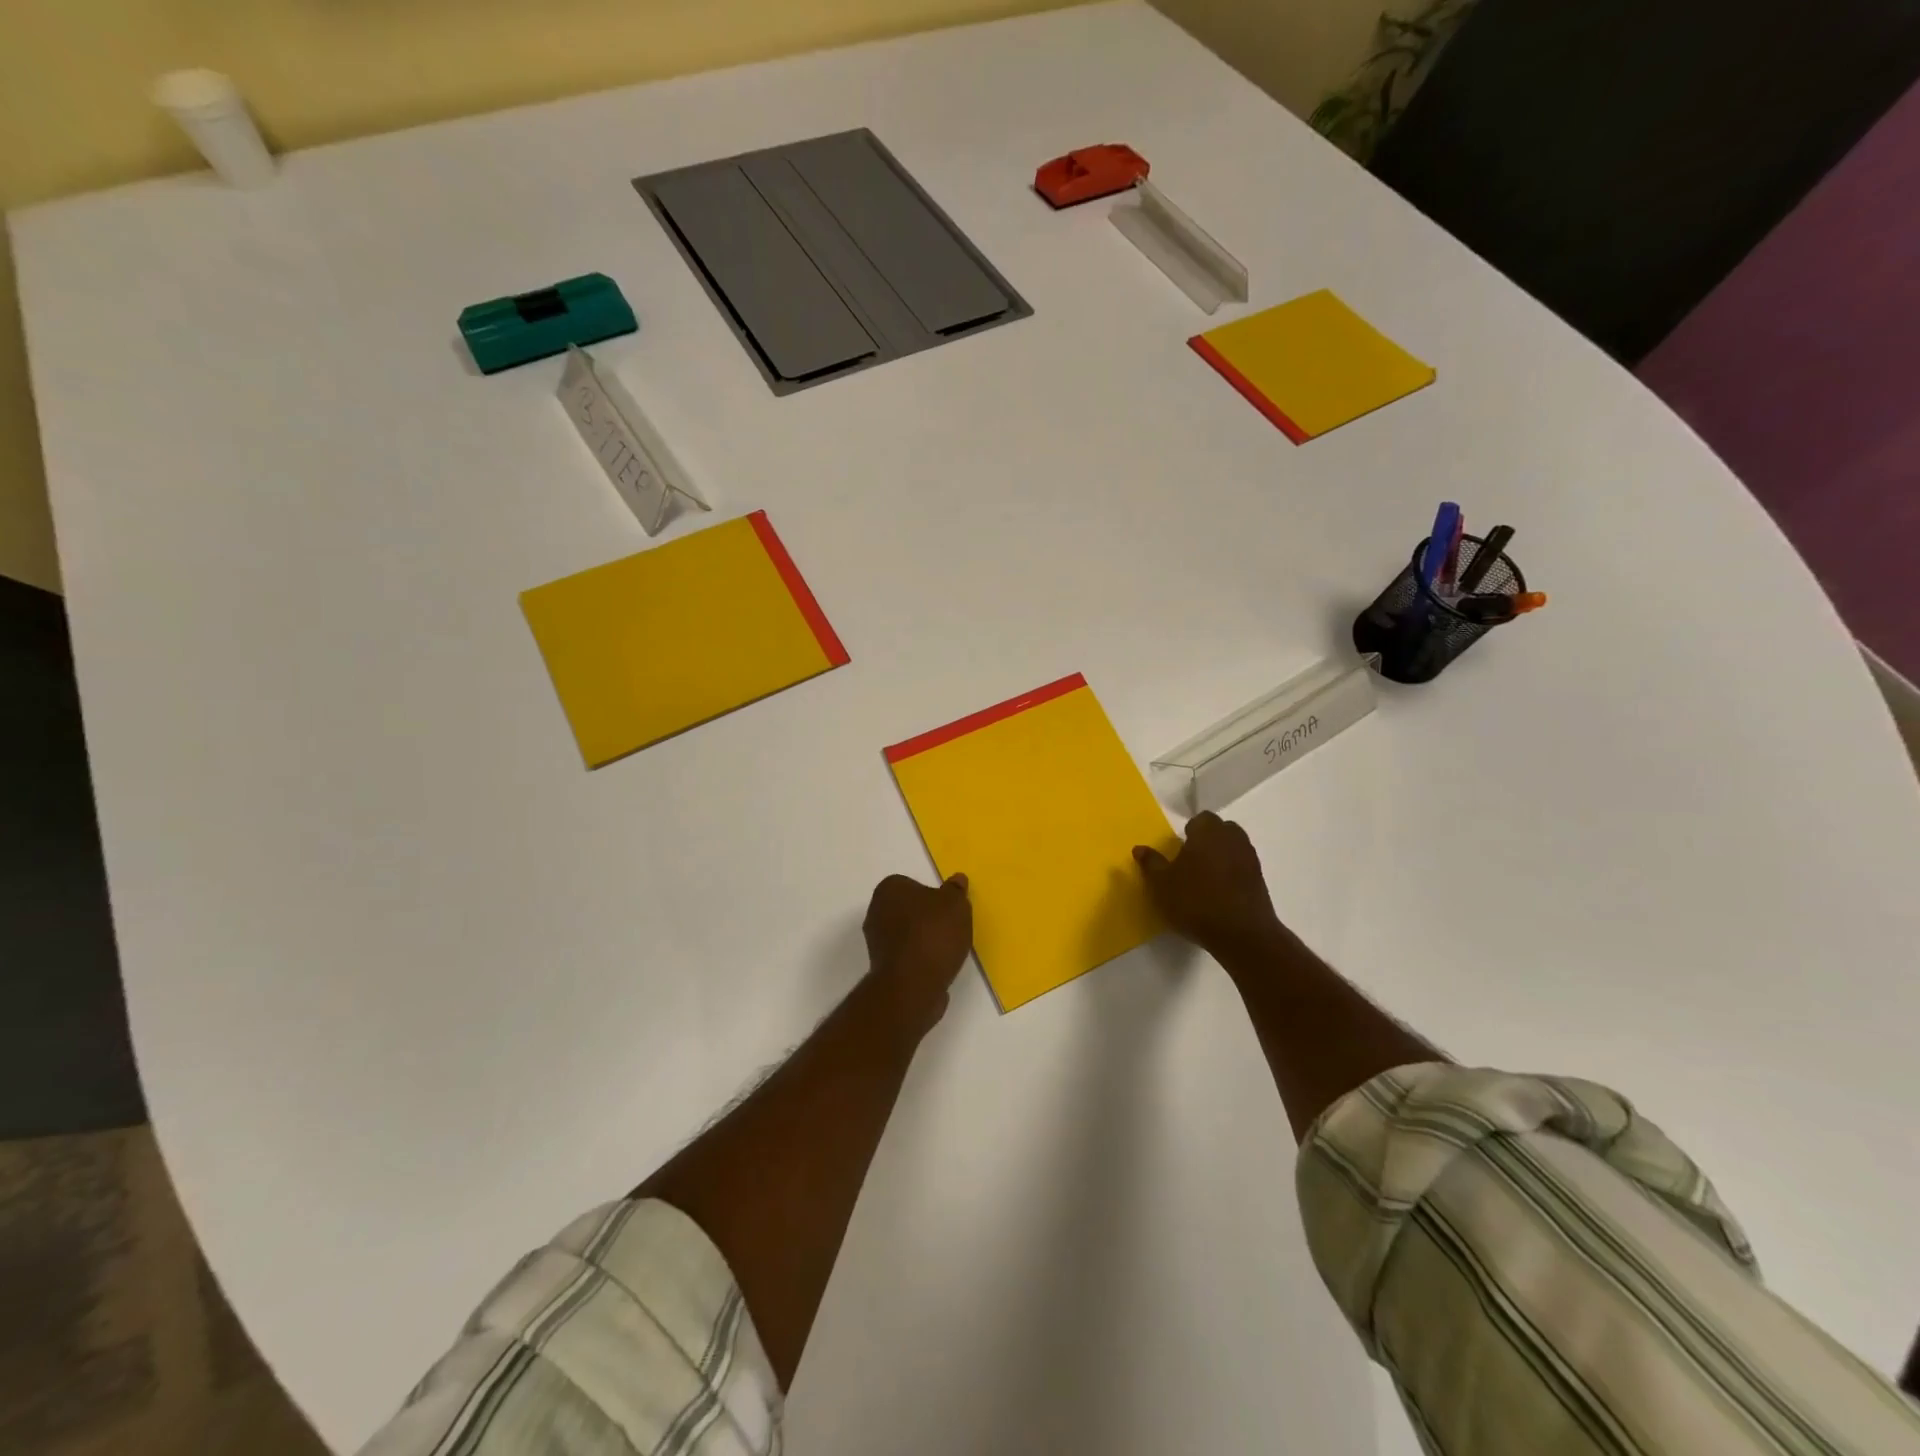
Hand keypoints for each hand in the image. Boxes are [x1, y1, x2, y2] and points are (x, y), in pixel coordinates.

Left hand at [862, 873, 972, 1029]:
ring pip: (907, 934)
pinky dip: (919, 960)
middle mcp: (876, 911)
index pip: (912, 884)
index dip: (933, 896)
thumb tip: (957, 880)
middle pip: (908, 910)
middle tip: (950, 928)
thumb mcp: (955, 904)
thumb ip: (956, 890)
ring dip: (924, 941)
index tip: (948, 909)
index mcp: (889, 888)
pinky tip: (936, 967)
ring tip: (946, 951)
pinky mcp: (882, 968)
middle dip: (927, 918)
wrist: (912, 985)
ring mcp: (876, 941)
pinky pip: (906, 956)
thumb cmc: (933, 934)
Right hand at [1134, 812, 1281, 957]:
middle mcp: (1232, 839)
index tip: (1180, 848)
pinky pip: (1242, 867)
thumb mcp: (1162, 884)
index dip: (1190, 831)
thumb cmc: (1195, 901)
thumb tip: (1139, 848)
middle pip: (1221, 830)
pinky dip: (1232, 873)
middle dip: (1208, 840)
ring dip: (1221, 856)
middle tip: (1191, 860)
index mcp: (1208, 832)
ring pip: (1234, 847)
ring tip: (1204, 878)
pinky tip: (1219, 892)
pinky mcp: (1260, 880)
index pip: (1201, 819)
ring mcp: (1250, 859)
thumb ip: (1151, 863)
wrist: (1241, 934)